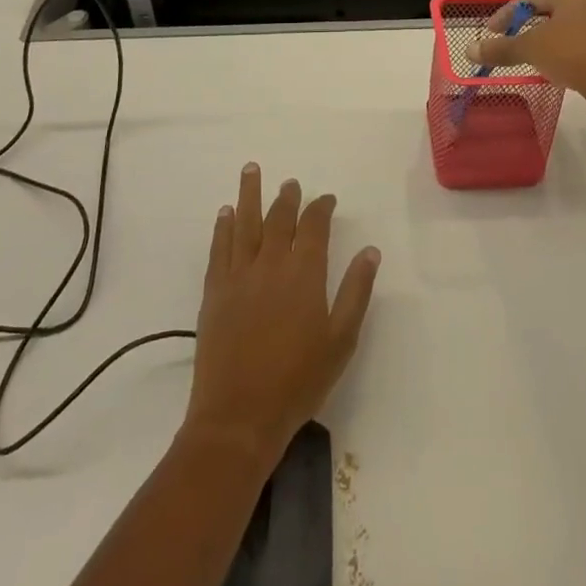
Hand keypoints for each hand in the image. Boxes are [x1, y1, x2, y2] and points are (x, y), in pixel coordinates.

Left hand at [185, 164, 379, 465]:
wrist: (239, 416)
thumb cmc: (298, 381)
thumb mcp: (341, 340)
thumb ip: (356, 291)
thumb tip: (371, 251)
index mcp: (304, 273)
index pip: (314, 226)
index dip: (321, 208)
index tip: (327, 199)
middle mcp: (270, 263)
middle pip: (279, 218)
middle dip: (287, 197)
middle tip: (291, 183)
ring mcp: (238, 275)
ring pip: (244, 223)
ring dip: (248, 194)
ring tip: (251, 170)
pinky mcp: (214, 291)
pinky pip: (219, 248)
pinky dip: (222, 227)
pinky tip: (225, 214)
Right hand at [468, 0, 585, 98]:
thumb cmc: (571, 53)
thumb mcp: (530, 49)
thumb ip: (501, 48)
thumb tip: (469, 50)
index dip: (508, 13)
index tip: (492, 32)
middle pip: (559, 6)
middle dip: (536, 22)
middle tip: (517, 38)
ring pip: (582, 21)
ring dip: (562, 33)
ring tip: (547, 49)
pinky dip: (583, 47)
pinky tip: (574, 62)